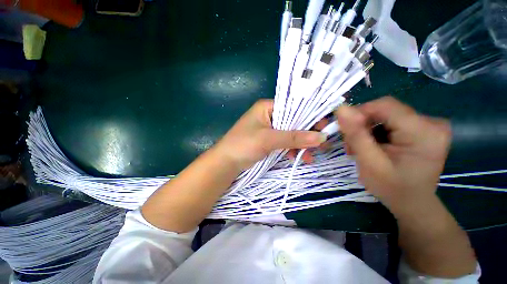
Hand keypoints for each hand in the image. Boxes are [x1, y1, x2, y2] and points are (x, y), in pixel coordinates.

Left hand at [214, 99, 326, 170]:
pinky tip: (301, 158)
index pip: (294, 107)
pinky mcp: (269, 141)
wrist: (226, 162)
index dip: (310, 116)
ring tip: (312, 156)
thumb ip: (293, 137)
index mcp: (267, 107)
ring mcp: (270, 129)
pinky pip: (285, 142)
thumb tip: (321, 137)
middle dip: (307, 134)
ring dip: (301, 145)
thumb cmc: (243, 145)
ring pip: (291, 134)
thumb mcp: (268, 139)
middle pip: (294, 121)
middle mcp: (270, 115)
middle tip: (323, 145)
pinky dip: (293, 150)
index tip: (325, 127)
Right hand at [335, 97, 451, 213]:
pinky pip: (391, 121)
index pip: (384, 105)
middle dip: (362, 125)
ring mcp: (429, 125)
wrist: (412, 203)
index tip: (344, 130)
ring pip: (385, 116)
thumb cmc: (391, 188)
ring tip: (360, 148)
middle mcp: (432, 122)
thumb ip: (356, 134)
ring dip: (367, 129)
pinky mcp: (423, 129)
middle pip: (384, 110)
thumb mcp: (369, 162)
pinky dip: (376, 132)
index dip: (359, 114)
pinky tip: (372, 145)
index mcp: (424, 131)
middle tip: (351, 145)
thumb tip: (341, 109)